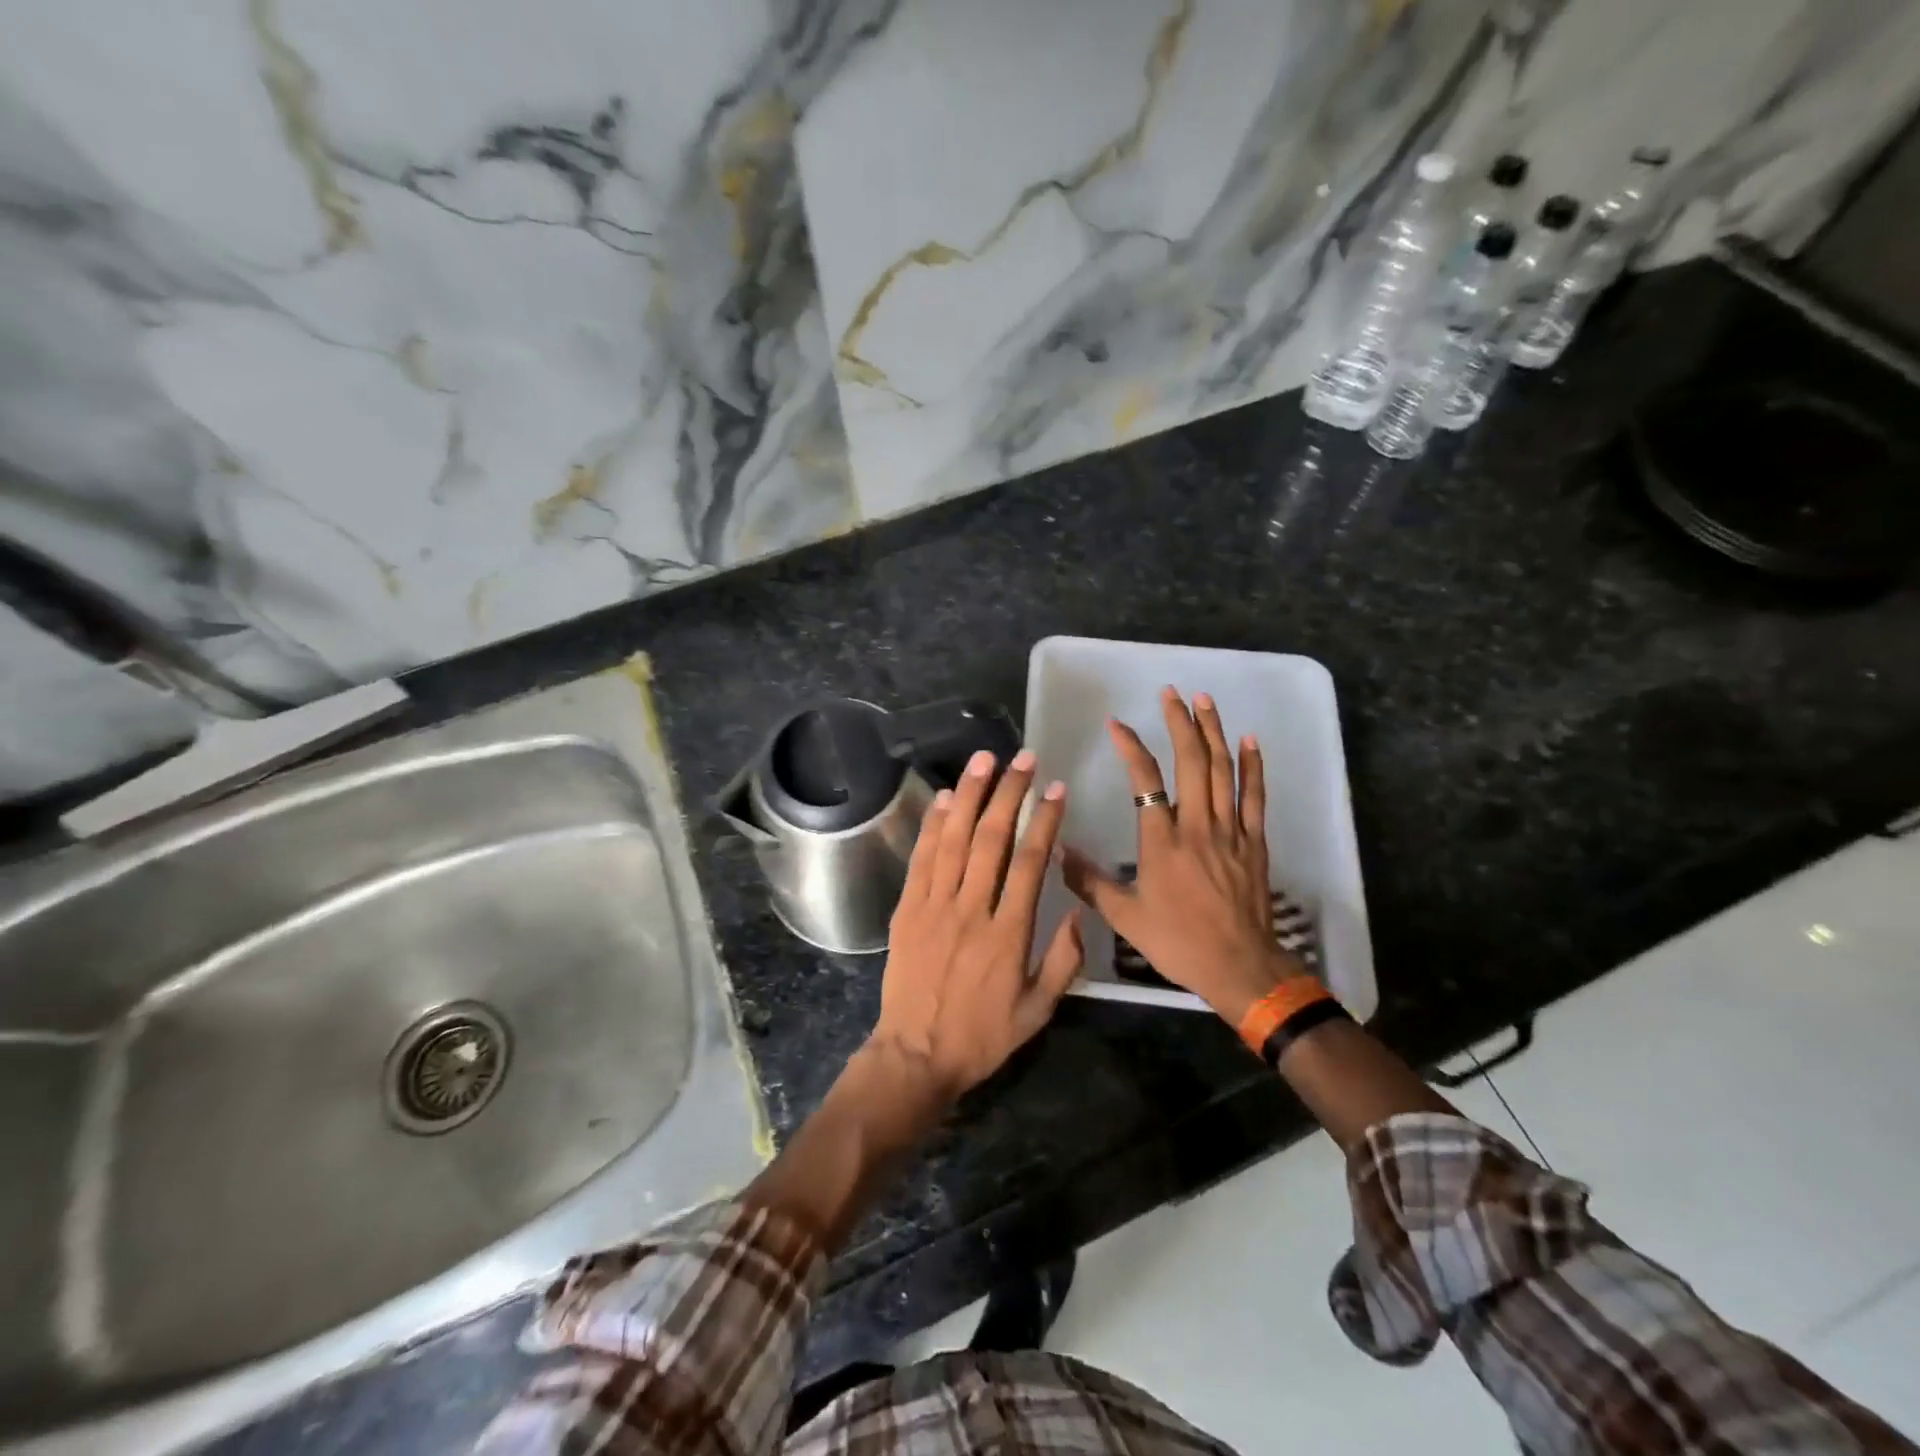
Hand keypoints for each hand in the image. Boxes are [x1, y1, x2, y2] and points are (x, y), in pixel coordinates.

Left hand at [870, 747, 1085, 1101]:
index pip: (1031, 863)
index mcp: (1009, 934)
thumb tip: (1077, 909)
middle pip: (992, 839)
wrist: (915, 1055)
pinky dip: (934, 825)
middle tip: (1024, 758)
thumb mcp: (1038, 1011)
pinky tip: (946, 797)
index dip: (1045, 821)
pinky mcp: (907, 909)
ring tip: (985, 759)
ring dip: (971, 795)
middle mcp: (971, 910)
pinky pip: (922, 858)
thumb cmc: (982, 1036)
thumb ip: (1064, 960)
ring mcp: (934, 906)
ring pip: (954, 839)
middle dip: (1010, 793)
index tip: (1056, 790)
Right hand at [1063, 687, 1305, 1023]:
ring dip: (1213, 732)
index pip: (1144, 780)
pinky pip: (1254, 797)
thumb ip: (1089, 882)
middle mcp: (1196, 826)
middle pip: (1191, 762)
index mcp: (1161, 841)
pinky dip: (1252, 766)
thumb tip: (1057, 852)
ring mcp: (1230, 831)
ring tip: (1204, 701)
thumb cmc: (1178, 941)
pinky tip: (1248, 741)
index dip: (1130, 747)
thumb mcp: (1124, 917)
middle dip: (1180, 723)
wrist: (1239, 967)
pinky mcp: (1254, 842)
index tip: (1116, 724)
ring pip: (1223, 771)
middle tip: (1171, 693)